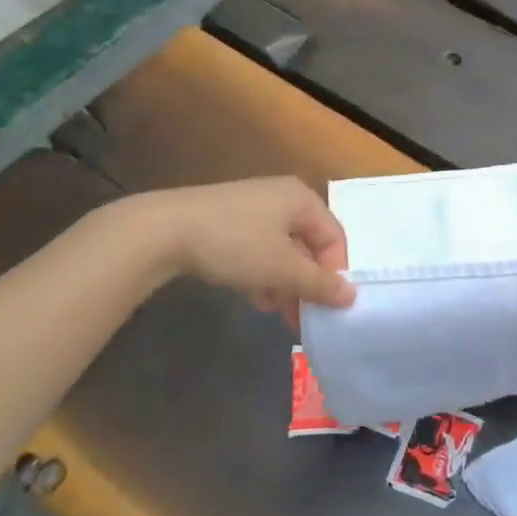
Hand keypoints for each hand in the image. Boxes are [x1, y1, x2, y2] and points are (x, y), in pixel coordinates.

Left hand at [143, 177, 354, 329]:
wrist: (164, 230)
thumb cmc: (236, 243)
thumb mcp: (282, 268)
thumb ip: (319, 284)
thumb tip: (352, 296)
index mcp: (302, 199)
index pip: (334, 237)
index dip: (336, 273)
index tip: (328, 307)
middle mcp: (282, 197)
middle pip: (308, 245)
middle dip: (308, 283)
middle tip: (306, 318)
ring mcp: (253, 208)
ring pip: (282, 250)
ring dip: (286, 283)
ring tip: (280, 314)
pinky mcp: (228, 221)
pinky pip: (258, 249)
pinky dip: (263, 273)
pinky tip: (256, 299)